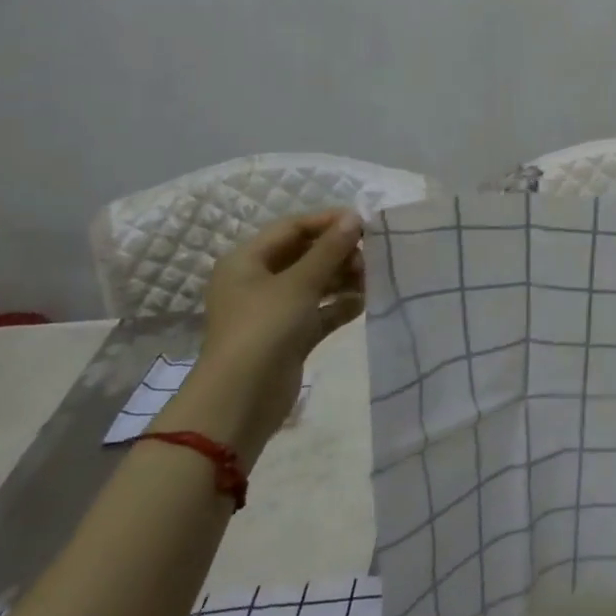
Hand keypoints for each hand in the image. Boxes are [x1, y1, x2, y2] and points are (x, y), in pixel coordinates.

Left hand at [159, 211, 364, 462]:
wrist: (242, 398)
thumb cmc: (265, 328)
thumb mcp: (300, 283)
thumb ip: (330, 249)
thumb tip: (354, 217)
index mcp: (247, 261)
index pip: (292, 228)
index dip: (327, 222)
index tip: (365, 224)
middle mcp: (257, 281)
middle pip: (305, 254)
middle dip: (339, 253)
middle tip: (370, 258)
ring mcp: (273, 310)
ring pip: (315, 283)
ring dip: (343, 278)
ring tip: (372, 280)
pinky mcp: (289, 335)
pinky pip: (319, 311)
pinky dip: (340, 305)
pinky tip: (364, 303)